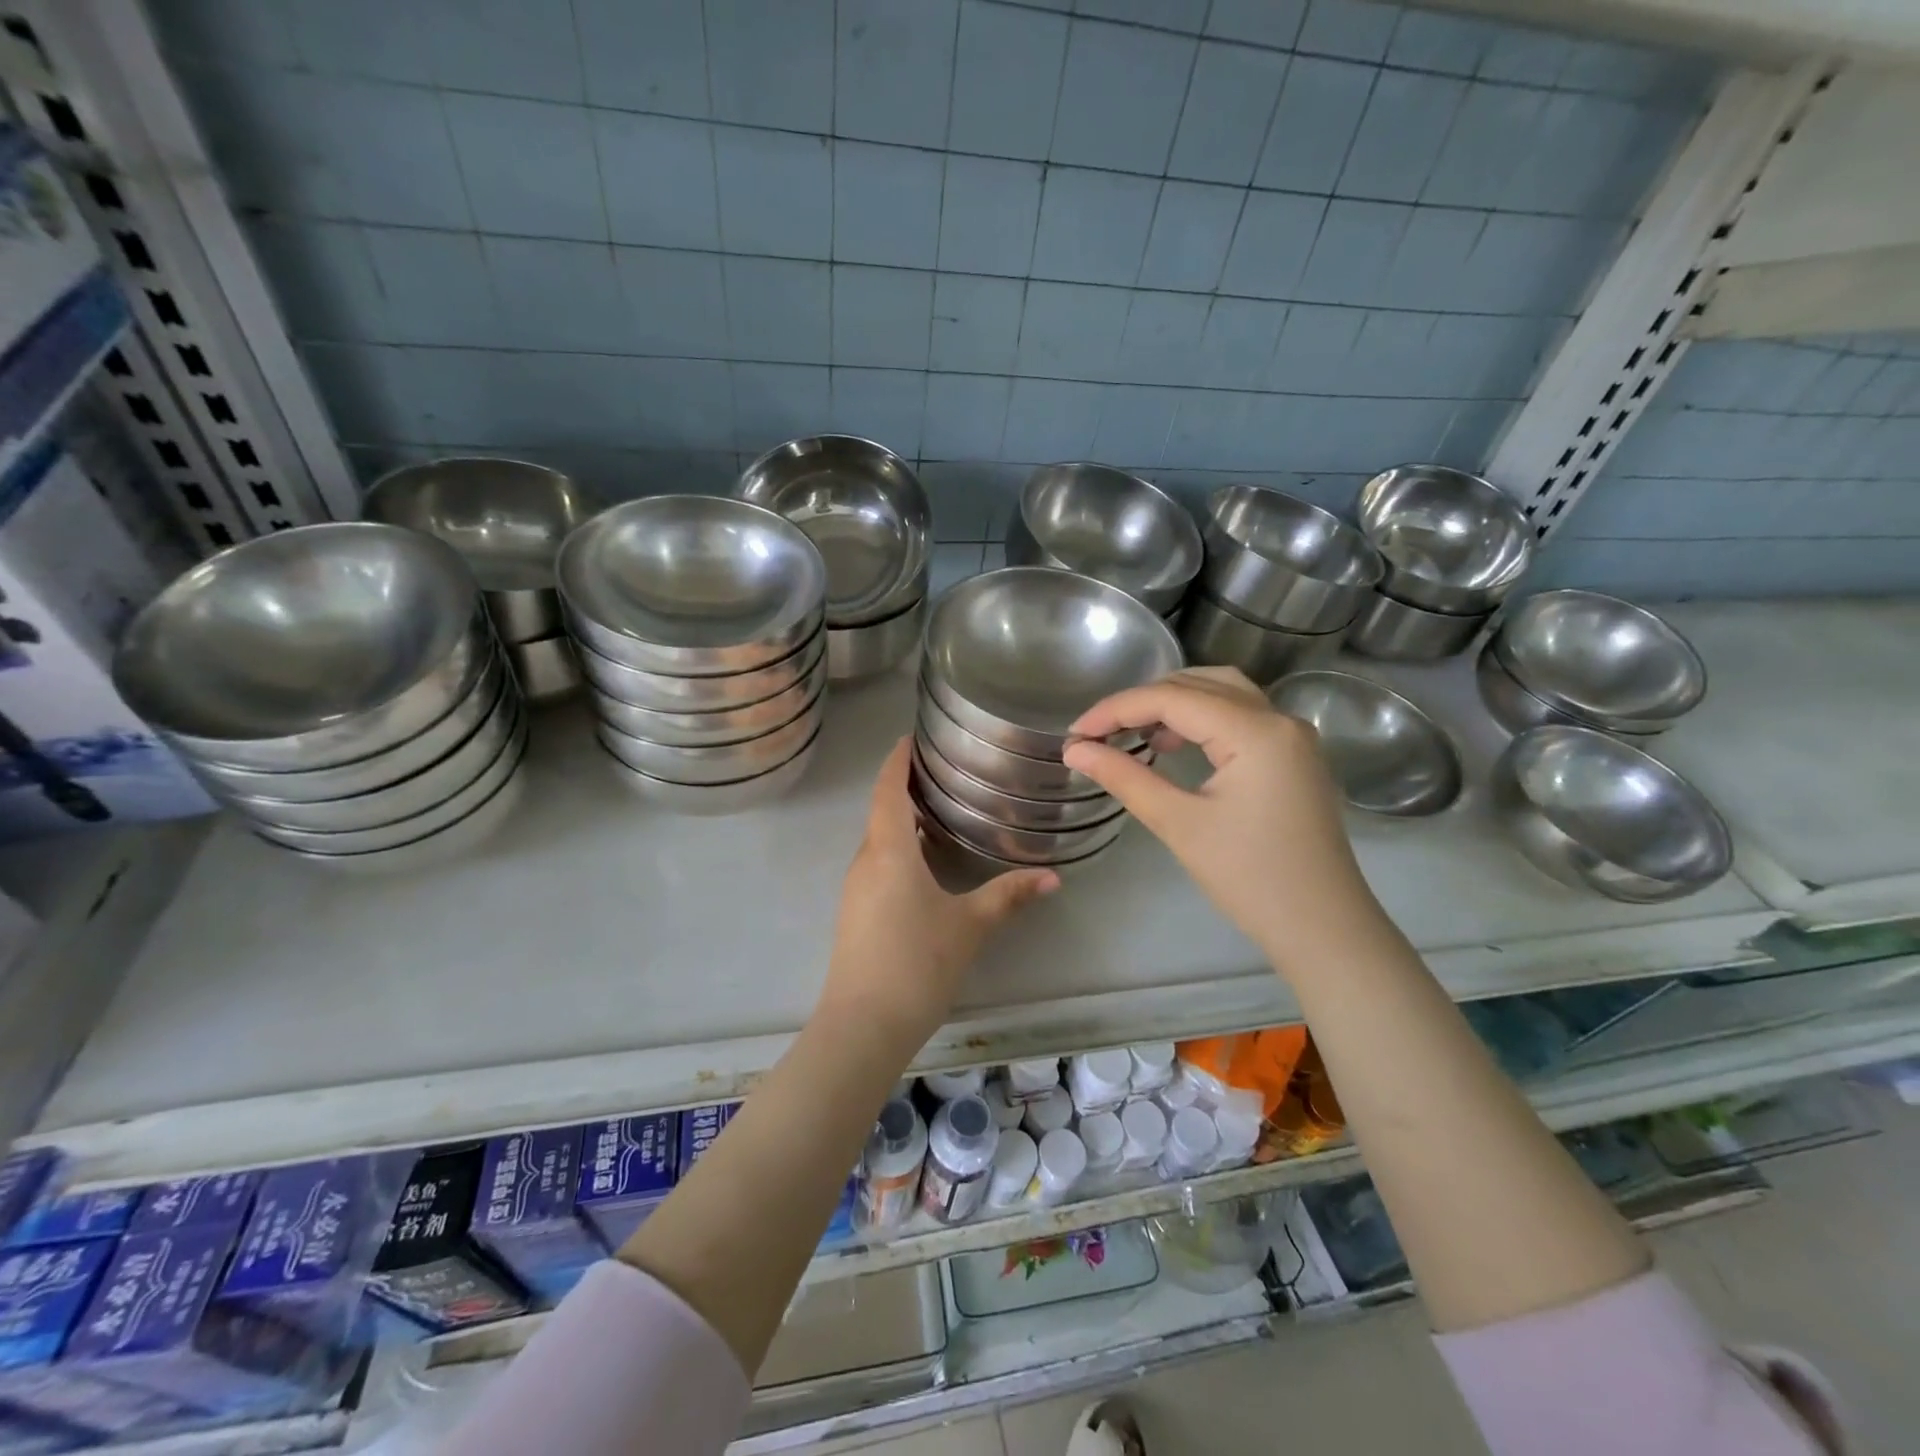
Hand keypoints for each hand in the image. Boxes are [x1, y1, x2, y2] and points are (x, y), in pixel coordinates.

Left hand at [820, 740, 1057, 1044]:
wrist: (864, 1025)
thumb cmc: (917, 963)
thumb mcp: (970, 926)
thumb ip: (1009, 896)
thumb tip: (1052, 877)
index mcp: (889, 850)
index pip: (889, 789)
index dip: (897, 760)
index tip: (910, 737)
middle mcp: (866, 861)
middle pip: (882, 811)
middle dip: (904, 787)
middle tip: (941, 771)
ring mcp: (856, 889)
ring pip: (878, 840)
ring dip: (901, 820)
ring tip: (938, 810)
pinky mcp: (855, 912)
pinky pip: (877, 864)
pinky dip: (898, 849)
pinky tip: (924, 863)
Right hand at [1062, 668, 1384, 977]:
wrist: (1322, 928)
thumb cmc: (1249, 878)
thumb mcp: (1179, 824)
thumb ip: (1124, 777)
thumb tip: (1075, 751)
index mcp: (1255, 730)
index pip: (1171, 697)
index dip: (1115, 710)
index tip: (1075, 735)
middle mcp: (1279, 718)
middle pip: (1198, 683)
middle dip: (1143, 701)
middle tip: (1100, 734)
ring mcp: (1292, 735)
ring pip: (1222, 693)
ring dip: (1174, 704)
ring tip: (1135, 736)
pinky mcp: (1294, 755)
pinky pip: (1240, 715)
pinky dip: (1201, 719)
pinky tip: (1175, 746)